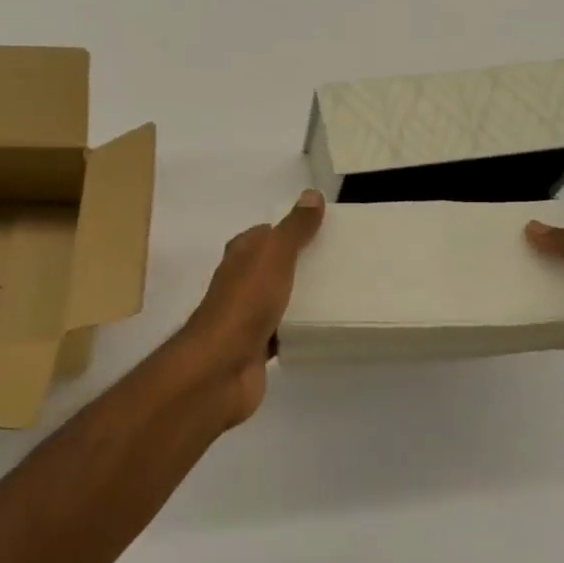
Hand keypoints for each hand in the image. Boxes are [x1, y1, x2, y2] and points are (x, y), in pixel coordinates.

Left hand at [172, 190, 325, 425]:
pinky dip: (301, 330)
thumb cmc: (245, 304)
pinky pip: (285, 332)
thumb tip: (311, 194)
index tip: (326, 230)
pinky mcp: (257, 347)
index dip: (291, 229)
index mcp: (241, 256)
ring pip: (281, 300)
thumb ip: (294, 228)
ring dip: (304, 298)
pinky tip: (326, 329)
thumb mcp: (274, 257)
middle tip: (342, 262)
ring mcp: (247, 317)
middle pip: (275, 267)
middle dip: (303, 264)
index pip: (266, 234)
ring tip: (344, 293)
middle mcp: (241, 283)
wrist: (220, 368)